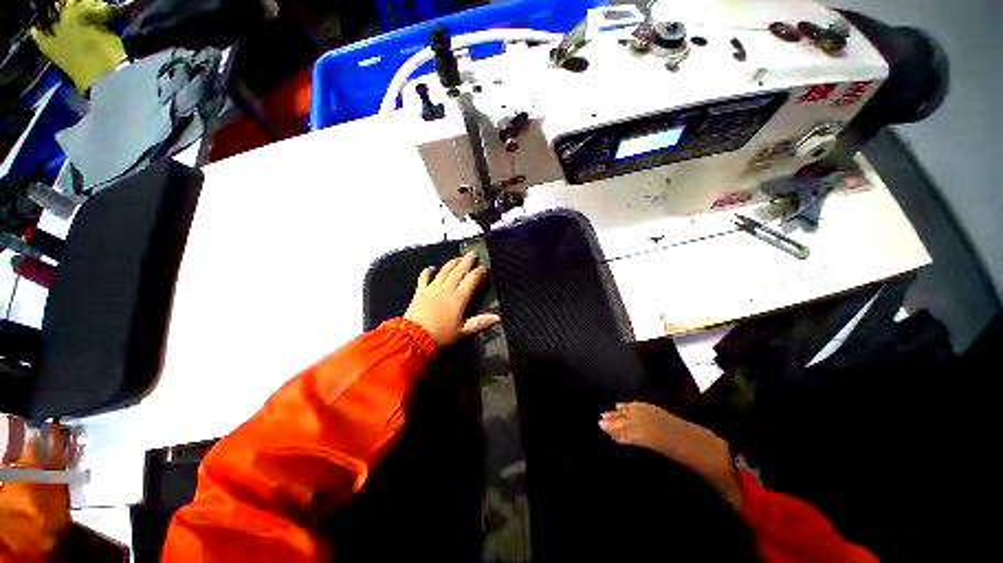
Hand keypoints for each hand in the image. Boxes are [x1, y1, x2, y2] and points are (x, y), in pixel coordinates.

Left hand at [403, 252, 500, 346]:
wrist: (414, 337)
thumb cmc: (441, 335)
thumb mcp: (463, 332)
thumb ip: (480, 323)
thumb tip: (497, 318)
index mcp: (459, 298)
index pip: (471, 280)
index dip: (479, 272)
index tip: (484, 268)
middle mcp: (447, 289)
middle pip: (459, 271)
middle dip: (467, 261)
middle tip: (473, 254)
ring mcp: (432, 288)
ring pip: (444, 271)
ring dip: (452, 263)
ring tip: (458, 258)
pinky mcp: (420, 291)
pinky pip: (424, 277)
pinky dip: (428, 271)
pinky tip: (431, 267)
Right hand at [600, 402, 742, 510]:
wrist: (731, 460)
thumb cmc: (723, 485)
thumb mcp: (719, 498)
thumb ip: (706, 501)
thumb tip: (682, 513)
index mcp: (692, 452)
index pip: (655, 439)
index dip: (633, 435)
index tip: (612, 436)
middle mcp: (681, 431)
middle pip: (647, 423)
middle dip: (622, 422)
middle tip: (600, 422)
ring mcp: (676, 421)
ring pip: (647, 414)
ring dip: (625, 413)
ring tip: (606, 414)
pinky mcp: (674, 417)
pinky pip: (651, 408)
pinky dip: (635, 406)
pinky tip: (623, 406)